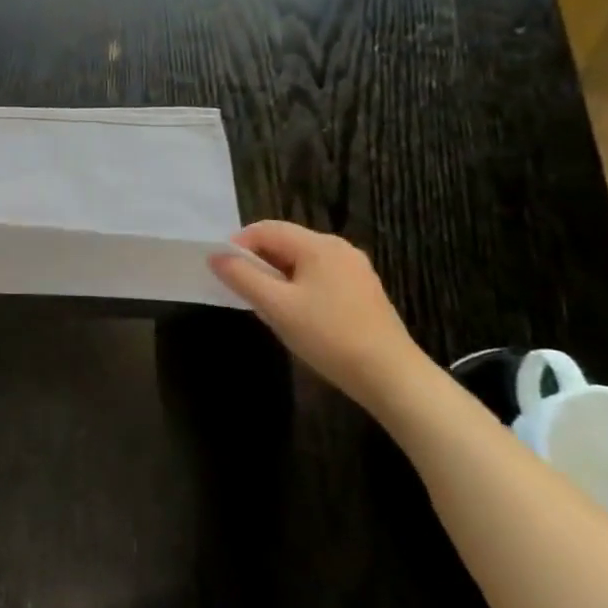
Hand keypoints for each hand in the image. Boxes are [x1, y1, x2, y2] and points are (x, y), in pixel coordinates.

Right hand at [209, 220, 433, 412]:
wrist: (392, 378)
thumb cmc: (329, 336)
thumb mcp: (276, 306)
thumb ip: (242, 277)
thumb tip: (215, 256)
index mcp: (319, 245)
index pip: (266, 229)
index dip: (238, 245)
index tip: (224, 272)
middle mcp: (339, 248)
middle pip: (284, 242)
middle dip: (257, 261)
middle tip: (242, 290)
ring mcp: (354, 270)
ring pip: (301, 261)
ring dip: (276, 275)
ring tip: (266, 304)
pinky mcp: (362, 291)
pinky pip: (318, 276)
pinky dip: (298, 286)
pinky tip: (296, 314)